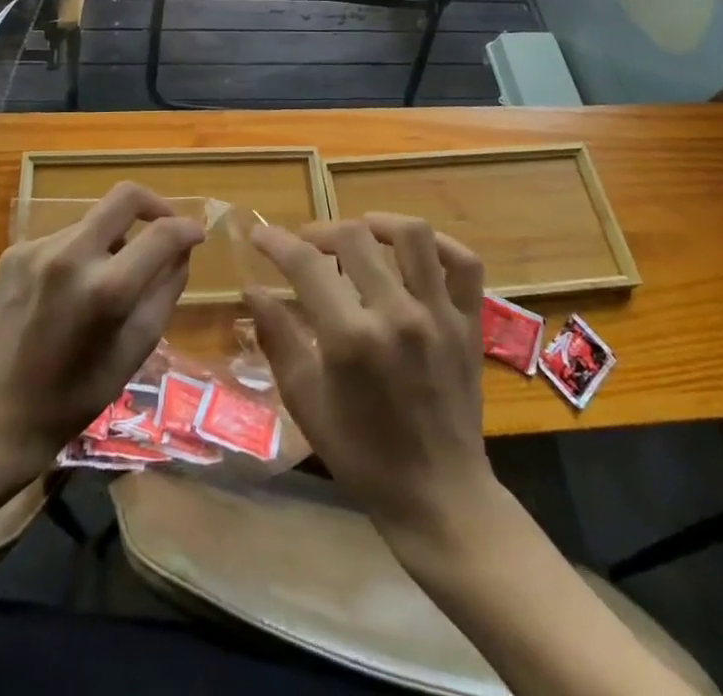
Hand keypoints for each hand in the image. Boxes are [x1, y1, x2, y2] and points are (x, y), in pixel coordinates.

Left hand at [0, 183, 203, 472]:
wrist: (0, 416)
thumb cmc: (79, 393)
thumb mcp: (138, 347)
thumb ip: (166, 290)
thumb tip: (182, 250)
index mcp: (106, 289)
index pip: (161, 233)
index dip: (187, 229)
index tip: (196, 235)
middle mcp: (70, 256)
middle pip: (124, 196)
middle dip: (154, 205)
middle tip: (164, 227)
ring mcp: (36, 250)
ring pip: (93, 222)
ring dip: (111, 240)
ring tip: (107, 280)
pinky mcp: (14, 253)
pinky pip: (63, 238)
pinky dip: (79, 254)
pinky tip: (69, 292)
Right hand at [246, 214, 495, 546]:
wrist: (439, 497)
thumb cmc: (363, 455)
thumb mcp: (306, 401)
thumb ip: (277, 338)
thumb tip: (253, 290)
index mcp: (351, 338)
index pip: (306, 265)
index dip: (276, 242)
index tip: (260, 235)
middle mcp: (397, 315)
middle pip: (354, 238)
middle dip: (321, 231)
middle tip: (307, 245)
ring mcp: (440, 315)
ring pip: (413, 236)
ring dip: (379, 224)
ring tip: (359, 233)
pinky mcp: (470, 323)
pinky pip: (465, 264)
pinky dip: (442, 244)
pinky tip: (417, 249)